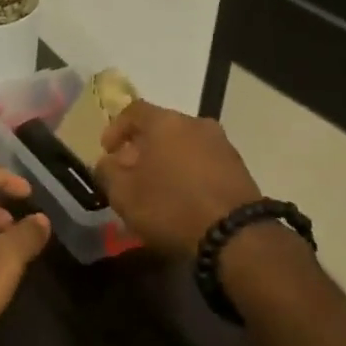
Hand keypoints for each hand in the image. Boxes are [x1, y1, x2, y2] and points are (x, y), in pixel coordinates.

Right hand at [94, 100, 261, 259]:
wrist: (236, 236)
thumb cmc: (171, 207)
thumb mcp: (124, 195)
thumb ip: (107, 172)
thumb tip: (107, 163)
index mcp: (165, 122)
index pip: (133, 110)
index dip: (116, 129)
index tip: (107, 152)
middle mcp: (195, 123)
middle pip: (160, 127)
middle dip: (141, 147)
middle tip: (131, 172)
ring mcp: (221, 143)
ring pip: (183, 144)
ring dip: (167, 160)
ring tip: (157, 188)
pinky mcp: (238, 166)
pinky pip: (203, 161)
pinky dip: (188, 172)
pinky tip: (182, 197)